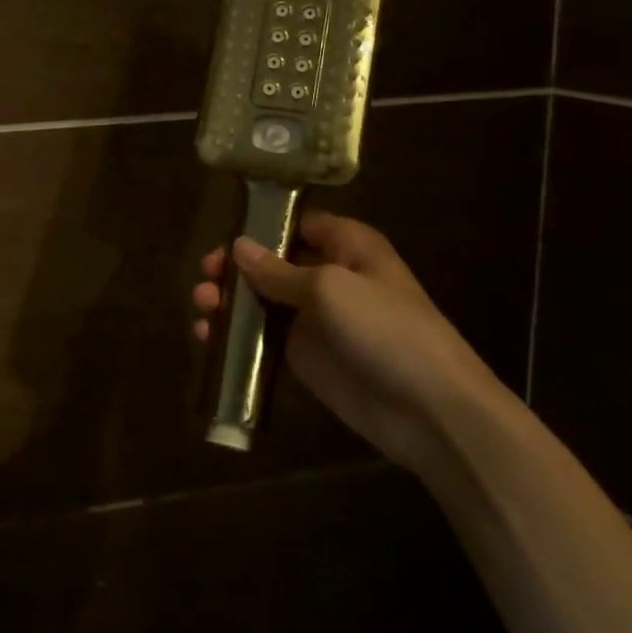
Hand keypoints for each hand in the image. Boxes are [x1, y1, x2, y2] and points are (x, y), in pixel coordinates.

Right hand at [190, 210, 498, 468]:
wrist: (429, 409)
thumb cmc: (386, 329)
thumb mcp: (330, 289)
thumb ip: (279, 270)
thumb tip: (238, 246)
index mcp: (346, 246)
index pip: (297, 223)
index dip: (260, 226)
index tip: (223, 236)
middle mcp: (329, 276)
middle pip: (272, 262)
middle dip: (235, 267)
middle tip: (205, 277)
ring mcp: (316, 318)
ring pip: (262, 300)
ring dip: (229, 301)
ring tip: (202, 307)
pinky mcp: (305, 356)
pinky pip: (263, 338)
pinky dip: (237, 336)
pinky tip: (209, 338)